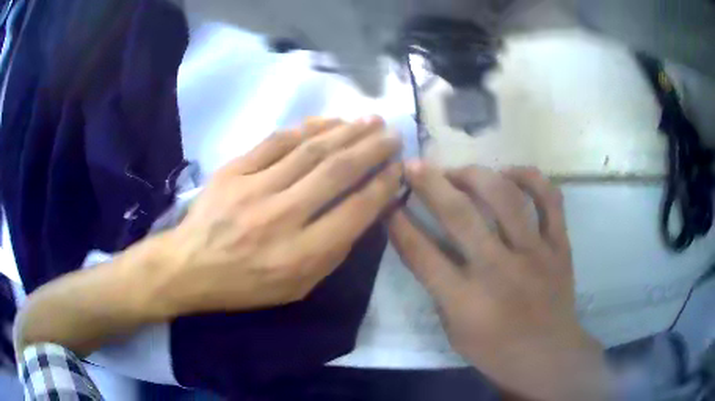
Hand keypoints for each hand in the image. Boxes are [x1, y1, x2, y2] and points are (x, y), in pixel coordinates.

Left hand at [155, 117, 401, 314]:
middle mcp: (281, 217)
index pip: (355, 211)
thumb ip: (333, 252)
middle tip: (393, 134)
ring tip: (371, 120)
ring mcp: (254, 188)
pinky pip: (276, 141)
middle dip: (372, 148)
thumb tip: (364, 212)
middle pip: (336, 172)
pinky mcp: (234, 170)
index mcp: (300, 255)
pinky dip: (307, 127)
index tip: (398, 169)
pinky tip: (328, 121)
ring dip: (346, 131)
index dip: (383, 185)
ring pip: (310, 150)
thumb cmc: (245, 285)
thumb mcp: (297, 287)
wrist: (189, 266)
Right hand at [388, 163, 610, 399]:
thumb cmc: (496, 351)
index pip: (422, 253)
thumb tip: (428, 245)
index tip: (388, 201)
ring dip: (476, 175)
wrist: (548, 356)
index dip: (399, 223)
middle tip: (414, 164)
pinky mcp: (559, 245)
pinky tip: (511, 173)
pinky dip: (530, 178)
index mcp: (466, 300)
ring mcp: (534, 254)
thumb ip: (440, 289)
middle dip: (429, 183)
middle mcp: (499, 270)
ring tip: (461, 172)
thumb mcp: (454, 331)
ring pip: (505, 196)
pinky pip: (549, 199)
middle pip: (459, 215)